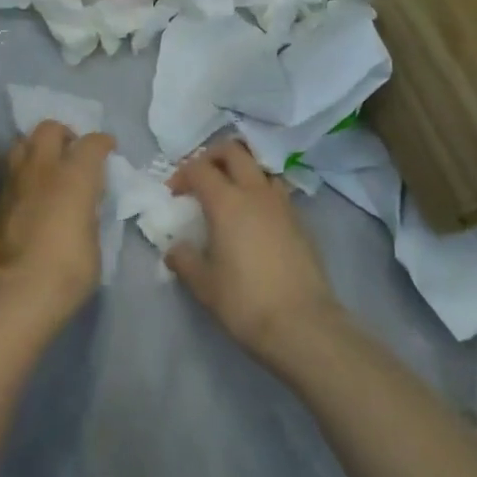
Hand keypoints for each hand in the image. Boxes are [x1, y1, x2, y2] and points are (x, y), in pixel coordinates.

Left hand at [0, 121, 114, 332]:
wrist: (17, 291)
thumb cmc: (68, 269)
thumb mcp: (95, 239)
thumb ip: (89, 212)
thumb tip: (83, 206)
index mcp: (75, 175)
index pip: (91, 143)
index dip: (102, 143)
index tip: (108, 149)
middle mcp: (43, 168)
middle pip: (49, 129)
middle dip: (64, 134)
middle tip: (73, 152)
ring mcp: (15, 181)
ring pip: (23, 143)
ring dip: (37, 147)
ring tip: (48, 167)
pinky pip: (12, 170)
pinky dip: (24, 171)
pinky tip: (32, 190)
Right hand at [166, 140, 342, 363]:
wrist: (302, 325)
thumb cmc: (245, 301)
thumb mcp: (204, 285)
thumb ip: (185, 260)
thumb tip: (176, 249)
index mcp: (227, 202)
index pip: (199, 168)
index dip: (182, 175)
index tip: (174, 194)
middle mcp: (256, 193)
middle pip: (234, 151)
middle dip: (213, 156)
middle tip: (201, 178)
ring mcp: (283, 205)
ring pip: (260, 167)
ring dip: (242, 170)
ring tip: (230, 194)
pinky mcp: (301, 221)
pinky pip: (277, 191)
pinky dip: (261, 192)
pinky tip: (255, 219)